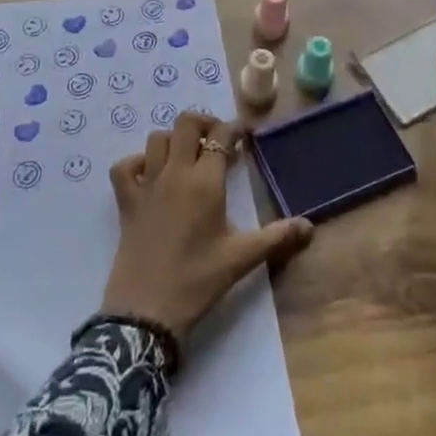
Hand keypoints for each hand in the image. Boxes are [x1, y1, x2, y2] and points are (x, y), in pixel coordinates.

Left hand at [101, 113, 313, 337]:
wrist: (146, 311)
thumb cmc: (197, 281)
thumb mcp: (241, 258)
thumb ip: (276, 238)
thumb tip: (310, 227)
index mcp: (205, 182)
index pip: (221, 136)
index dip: (235, 129)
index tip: (246, 136)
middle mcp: (175, 173)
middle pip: (185, 123)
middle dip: (204, 124)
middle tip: (218, 143)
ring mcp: (147, 185)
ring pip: (157, 139)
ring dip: (174, 140)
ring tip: (188, 157)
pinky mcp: (126, 202)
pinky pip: (125, 167)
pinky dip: (137, 163)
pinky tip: (150, 175)